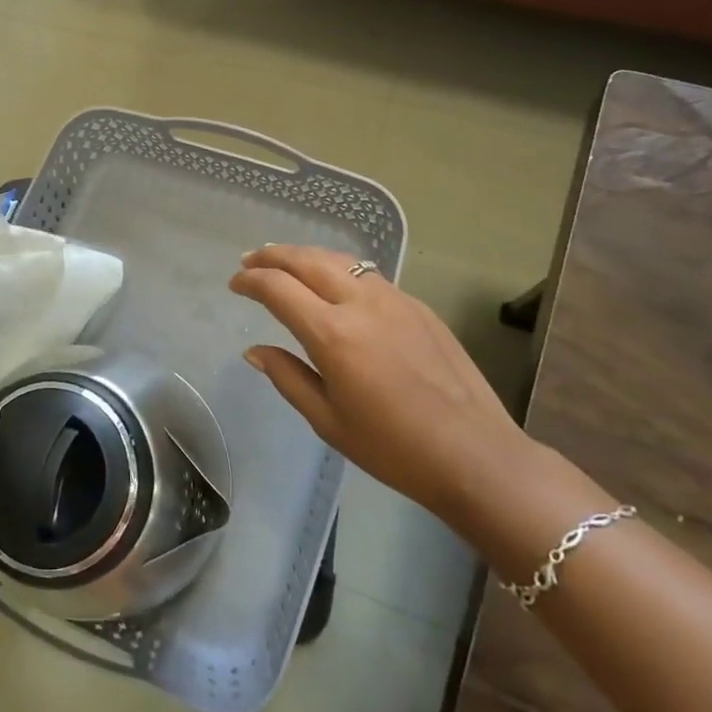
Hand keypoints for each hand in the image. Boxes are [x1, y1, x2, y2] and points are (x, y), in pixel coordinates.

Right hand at [229, 245, 528, 523]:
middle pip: (307, 260)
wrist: (477, 456)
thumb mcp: (328, 421)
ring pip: (339, 259)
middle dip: (273, 256)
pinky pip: (368, 274)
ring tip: (285, 263)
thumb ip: (287, 377)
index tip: (234, 285)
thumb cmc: (394, 448)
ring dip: (305, 255)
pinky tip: (333, 281)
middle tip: (250, 261)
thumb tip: (255, 350)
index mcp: (333, 335)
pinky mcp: (418, 306)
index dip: (250, 281)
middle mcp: (361, 304)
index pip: (278, 288)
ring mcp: (394, 299)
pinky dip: (338, 267)